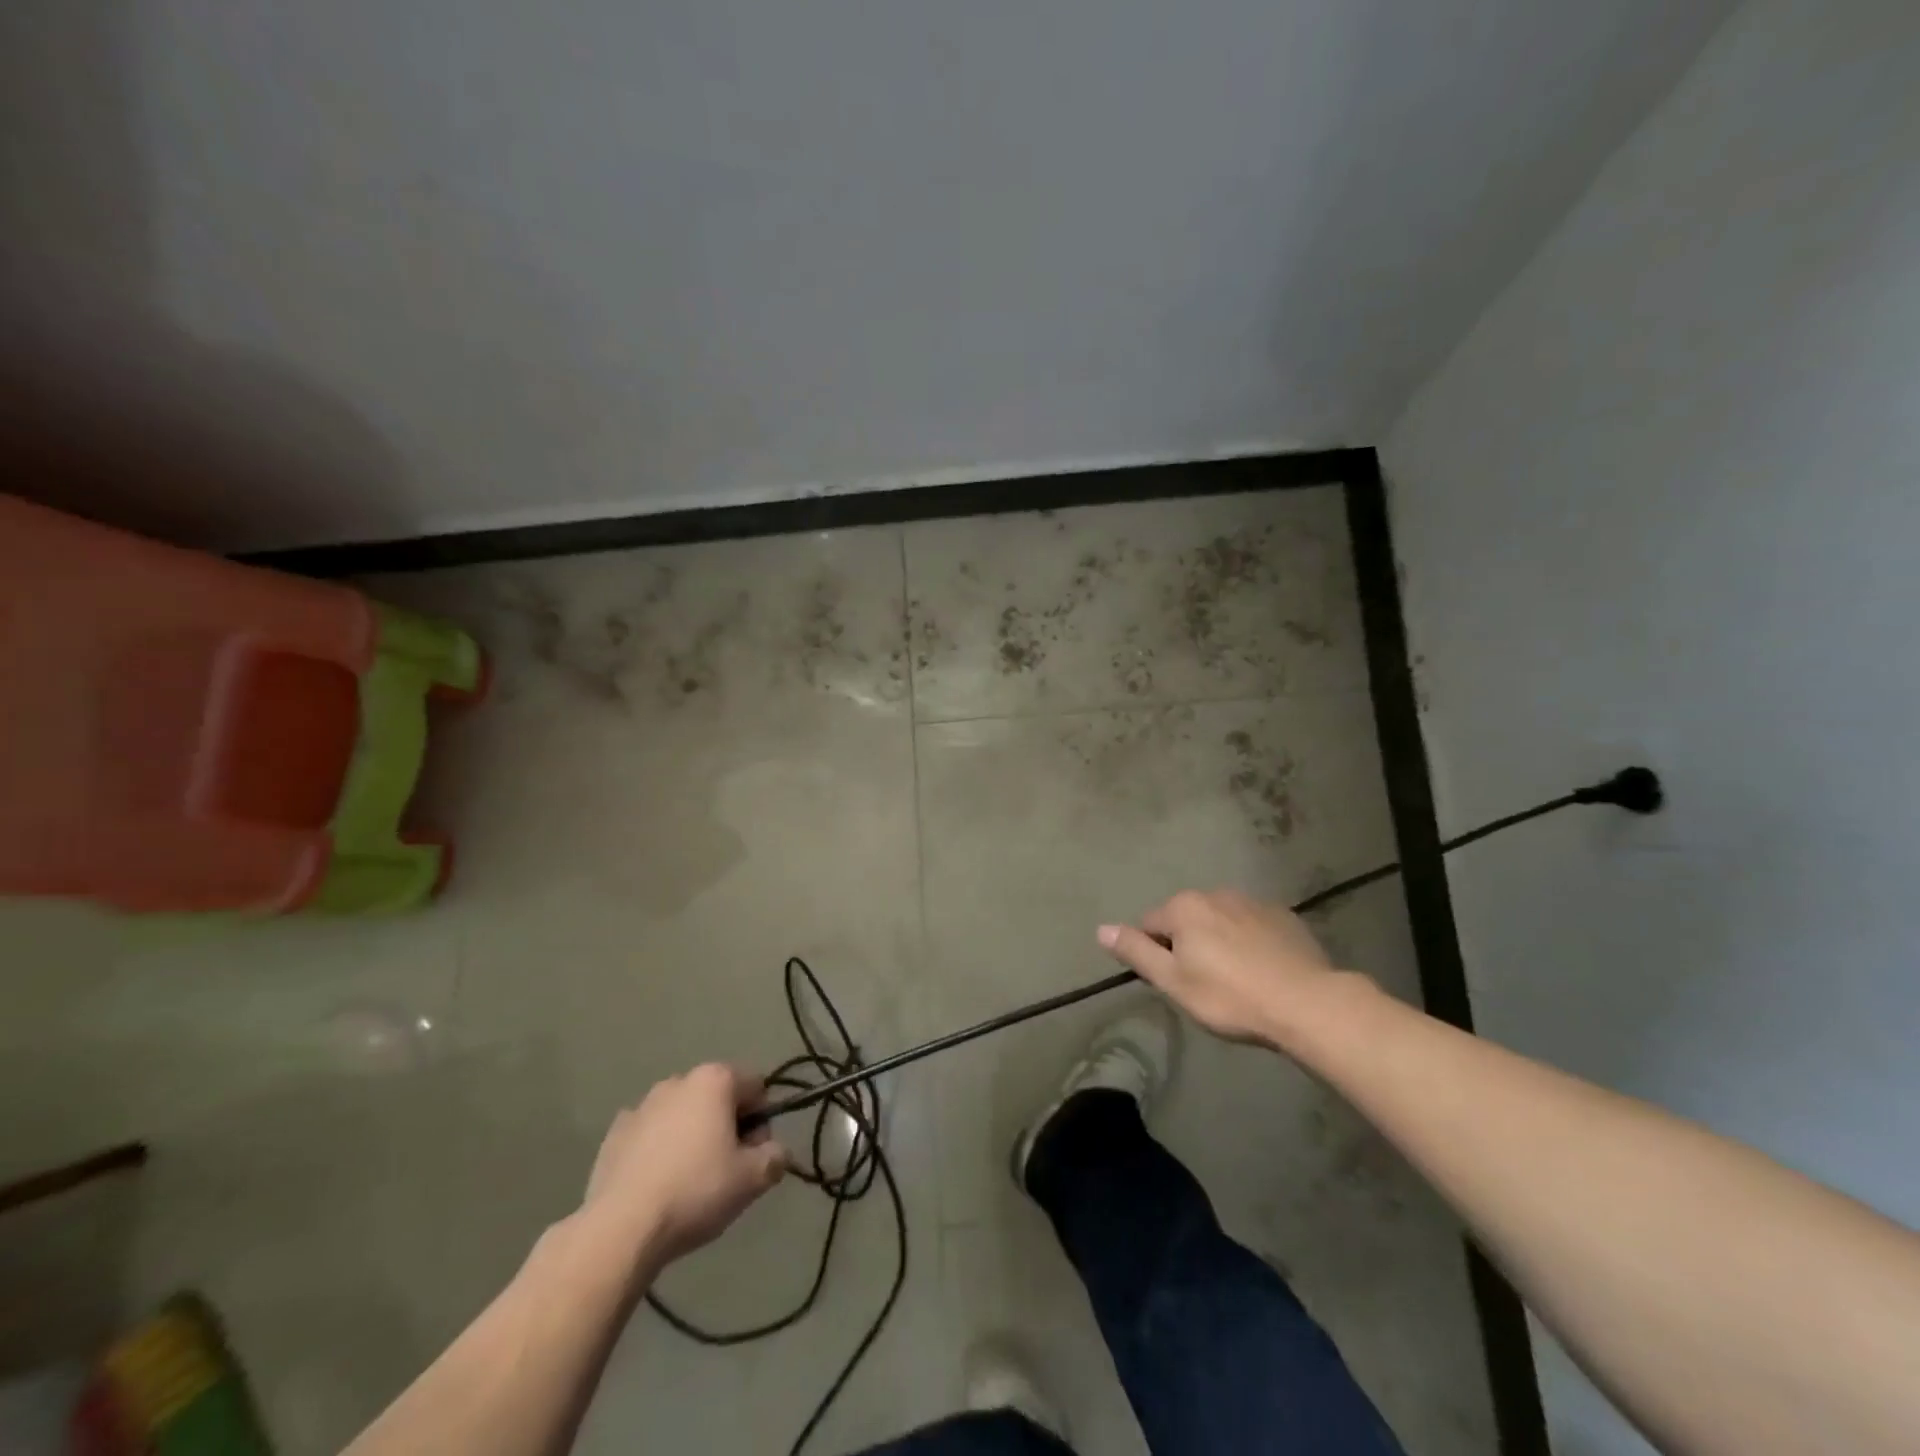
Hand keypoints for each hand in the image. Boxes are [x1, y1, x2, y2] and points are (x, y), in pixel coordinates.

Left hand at [581, 1064, 787, 1267]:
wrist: (621, 1229)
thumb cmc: (696, 1191)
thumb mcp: (753, 1179)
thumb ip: (775, 1156)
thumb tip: (775, 1151)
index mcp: (715, 1080)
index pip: (756, 1088)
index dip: (762, 1122)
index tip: (753, 1156)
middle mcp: (679, 1081)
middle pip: (719, 1098)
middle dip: (727, 1128)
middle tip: (725, 1172)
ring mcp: (642, 1105)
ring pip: (683, 1115)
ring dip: (693, 1137)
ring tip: (689, 1182)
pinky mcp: (614, 1133)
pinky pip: (651, 1134)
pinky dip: (660, 1149)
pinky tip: (657, 1184)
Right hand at [1098, 889, 1346, 1045]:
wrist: (1307, 1003)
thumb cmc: (1230, 996)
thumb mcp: (1173, 981)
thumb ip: (1136, 951)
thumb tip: (1100, 928)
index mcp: (1184, 907)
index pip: (1149, 925)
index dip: (1156, 955)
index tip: (1176, 984)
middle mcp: (1214, 894)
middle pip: (1185, 919)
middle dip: (1188, 944)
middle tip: (1204, 985)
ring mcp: (1252, 902)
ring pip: (1220, 921)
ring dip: (1219, 941)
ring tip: (1236, 979)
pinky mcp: (1283, 916)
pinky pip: (1252, 925)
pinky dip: (1249, 941)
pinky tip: (1263, 970)